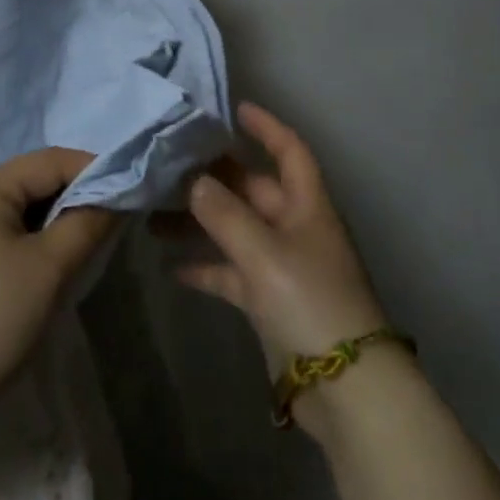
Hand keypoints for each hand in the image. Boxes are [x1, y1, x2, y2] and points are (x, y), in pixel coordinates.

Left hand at [0, 149, 115, 445]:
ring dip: (61, 215)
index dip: (94, 171)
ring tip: (92, 238)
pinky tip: (59, 256)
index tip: (131, 193)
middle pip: (38, 177)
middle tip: (115, 219)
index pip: (52, 160)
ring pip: (28, 203)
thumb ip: (88, 222)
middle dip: (79, 194)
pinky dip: (41, 233)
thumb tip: (117, 195)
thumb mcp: (51, 267)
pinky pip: (14, 225)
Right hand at [170, 103, 390, 418]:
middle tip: (167, 167)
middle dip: (212, 178)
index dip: (266, 127)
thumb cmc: (310, 303)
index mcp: (306, 206)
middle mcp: (294, 228)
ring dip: (199, 223)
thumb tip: (193, 180)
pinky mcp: (269, 301)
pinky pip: (231, 273)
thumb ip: (224, 214)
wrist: (346, 390)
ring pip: (234, 230)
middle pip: (252, 190)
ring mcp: (282, 266)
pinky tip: (171, 268)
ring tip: (153, 218)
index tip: (234, 109)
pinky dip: (205, 267)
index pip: (289, 151)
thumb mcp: (263, 252)